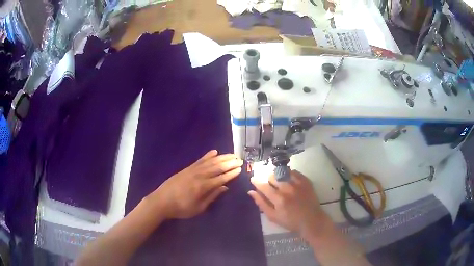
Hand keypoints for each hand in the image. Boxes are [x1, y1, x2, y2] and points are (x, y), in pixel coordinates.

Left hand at [146, 150, 242, 218]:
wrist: (162, 201)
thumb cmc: (181, 208)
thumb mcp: (198, 208)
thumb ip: (212, 197)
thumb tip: (225, 187)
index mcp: (203, 187)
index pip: (221, 178)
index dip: (231, 173)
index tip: (240, 169)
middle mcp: (199, 175)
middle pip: (217, 167)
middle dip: (229, 163)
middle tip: (240, 159)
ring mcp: (192, 170)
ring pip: (210, 162)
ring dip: (222, 158)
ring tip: (232, 155)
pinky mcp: (187, 168)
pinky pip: (199, 160)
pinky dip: (208, 155)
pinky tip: (214, 152)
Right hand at [248, 170, 325, 239]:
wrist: (311, 220)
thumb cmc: (290, 221)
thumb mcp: (273, 216)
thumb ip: (261, 203)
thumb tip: (251, 191)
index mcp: (278, 199)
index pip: (263, 186)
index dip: (256, 181)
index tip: (253, 179)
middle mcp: (288, 189)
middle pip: (272, 177)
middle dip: (268, 180)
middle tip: (269, 186)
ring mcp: (298, 184)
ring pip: (282, 172)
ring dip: (277, 176)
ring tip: (279, 182)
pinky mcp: (306, 181)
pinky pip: (294, 171)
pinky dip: (288, 173)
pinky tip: (288, 179)